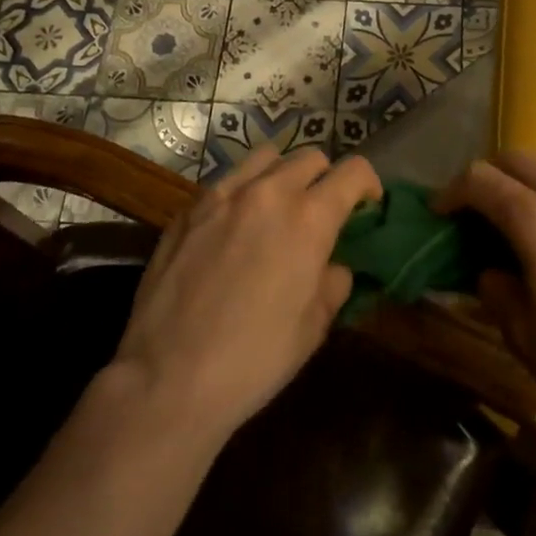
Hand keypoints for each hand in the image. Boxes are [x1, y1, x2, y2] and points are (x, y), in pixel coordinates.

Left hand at [110, 146, 379, 443]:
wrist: (167, 379)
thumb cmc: (253, 360)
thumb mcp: (313, 328)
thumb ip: (332, 283)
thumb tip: (332, 266)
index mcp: (309, 218)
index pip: (353, 171)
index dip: (368, 184)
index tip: (366, 206)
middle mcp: (268, 192)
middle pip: (311, 157)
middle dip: (326, 178)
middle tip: (321, 212)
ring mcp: (223, 195)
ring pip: (267, 157)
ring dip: (283, 174)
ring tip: (278, 208)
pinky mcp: (188, 209)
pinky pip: (227, 181)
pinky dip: (244, 191)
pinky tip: (234, 228)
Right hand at [440, 153, 535, 450]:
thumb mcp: (523, 334)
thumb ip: (496, 288)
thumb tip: (492, 270)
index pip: (480, 180)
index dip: (451, 192)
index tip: (439, 212)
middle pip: (516, 159)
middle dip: (488, 178)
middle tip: (475, 213)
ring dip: (526, 184)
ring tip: (520, 222)